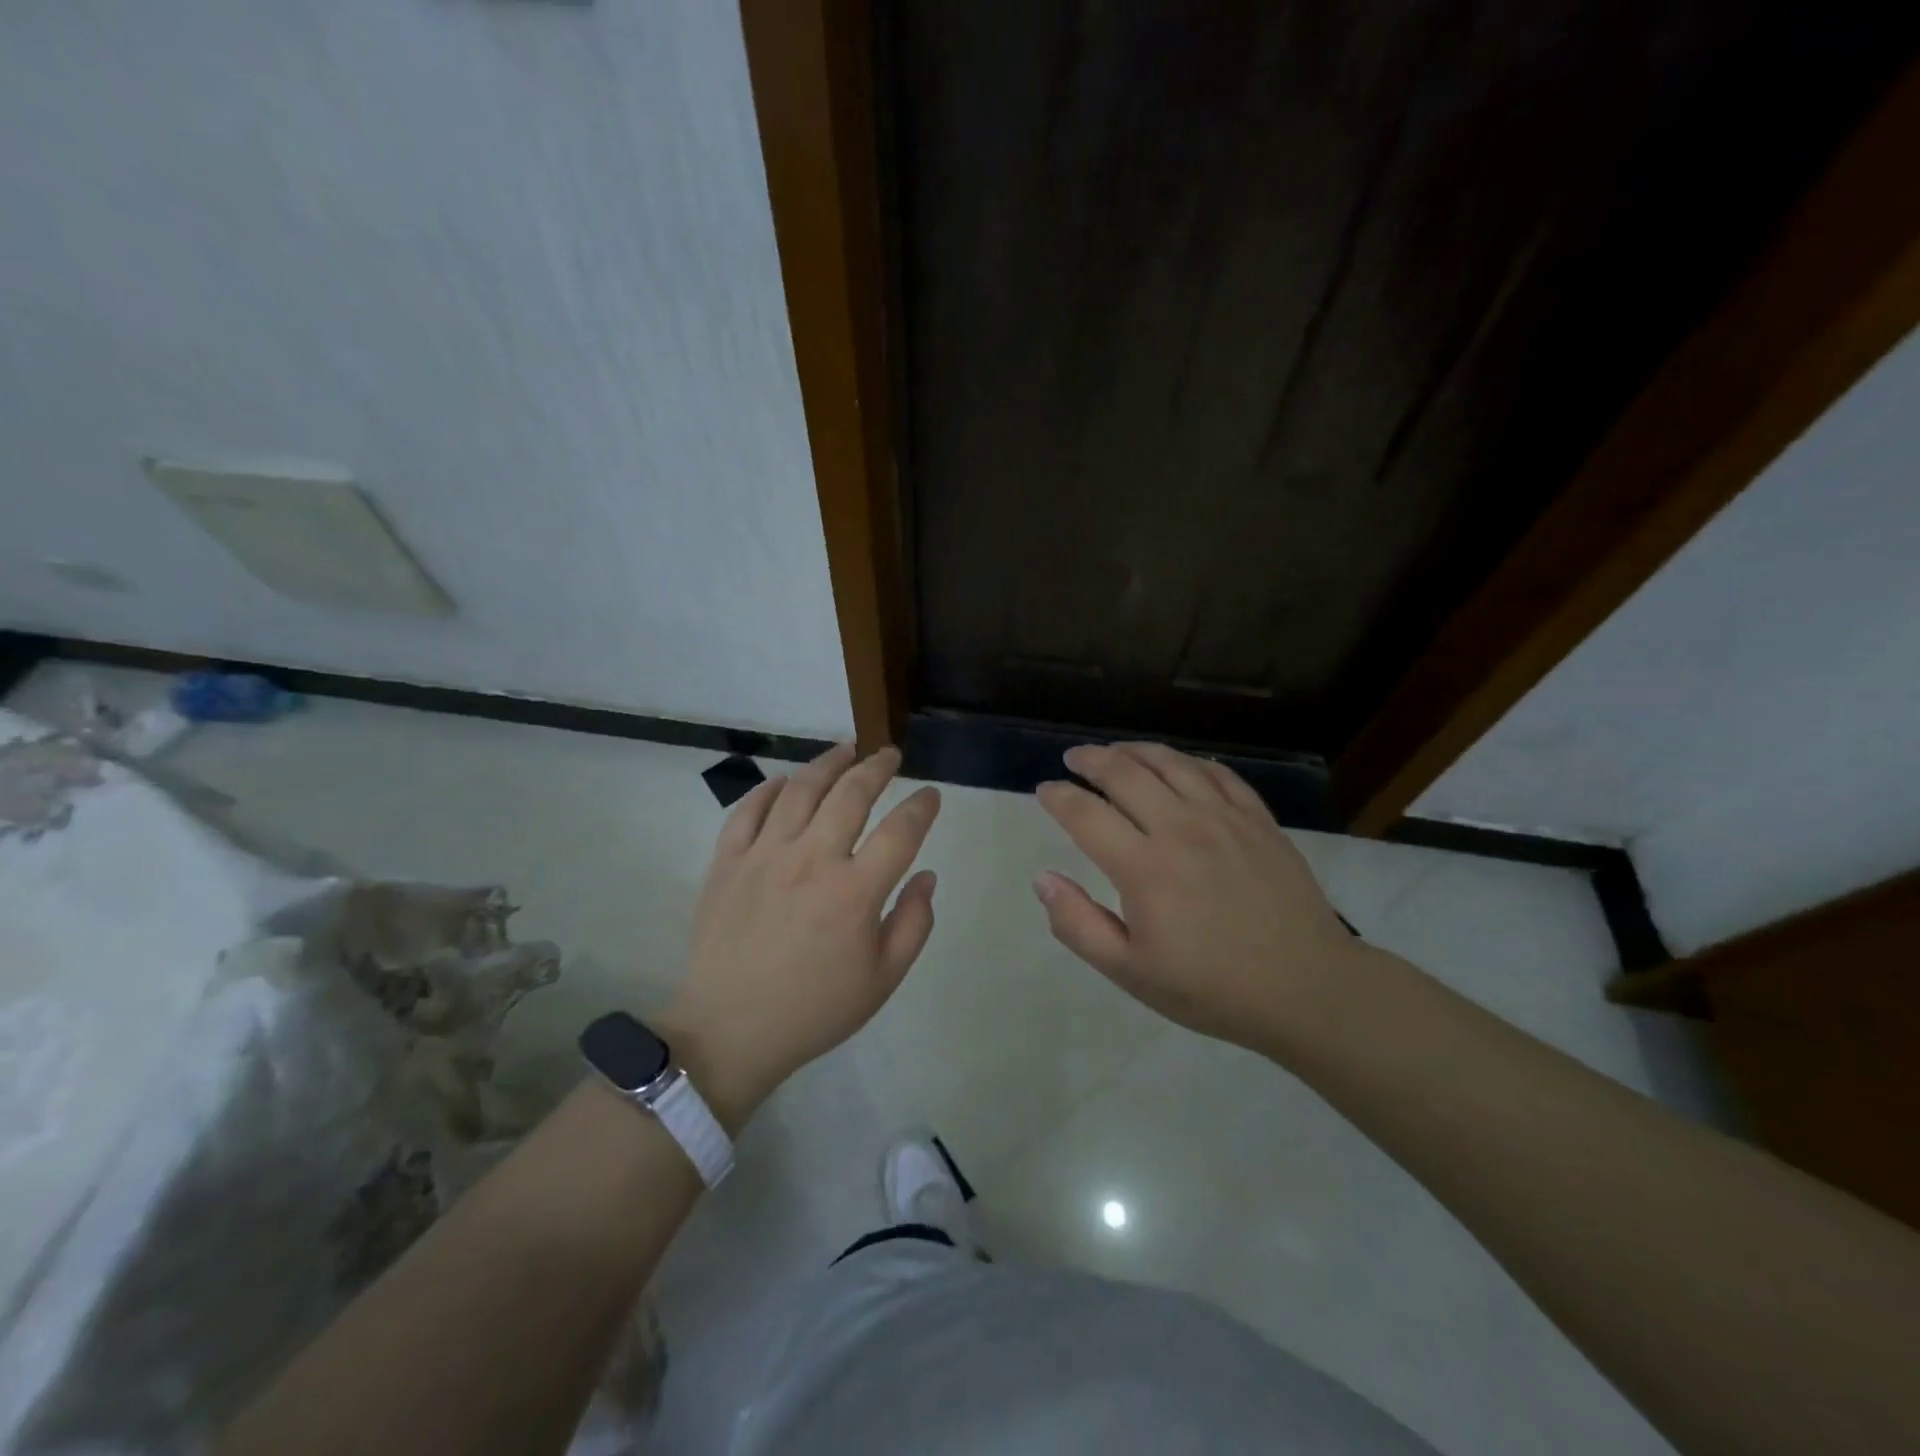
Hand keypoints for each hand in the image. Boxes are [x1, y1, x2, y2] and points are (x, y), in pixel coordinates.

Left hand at [661, 744, 940, 1126]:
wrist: (730, 1031)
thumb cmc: (814, 1009)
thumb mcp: (883, 980)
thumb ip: (914, 923)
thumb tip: (926, 875)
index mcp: (854, 892)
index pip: (900, 831)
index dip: (922, 806)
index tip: (930, 795)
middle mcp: (811, 860)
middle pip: (850, 794)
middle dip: (876, 766)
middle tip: (889, 755)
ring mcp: (764, 856)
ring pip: (800, 789)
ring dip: (828, 763)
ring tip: (845, 750)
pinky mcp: (727, 861)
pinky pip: (748, 810)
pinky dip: (769, 788)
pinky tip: (785, 782)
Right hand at [1034, 742, 1356, 1055]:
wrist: (1306, 989)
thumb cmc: (1210, 987)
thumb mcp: (1130, 972)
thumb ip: (1078, 924)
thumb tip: (1042, 879)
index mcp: (1143, 867)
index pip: (1085, 814)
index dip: (1058, 797)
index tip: (1044, 790)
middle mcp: (1179, 828)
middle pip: (1124, 774)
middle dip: (1090, 760)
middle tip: (1073, 759)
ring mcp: (1224, 818)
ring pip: (1170, 763)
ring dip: (1135, 750)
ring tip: (1116, 751)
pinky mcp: (1258, 820)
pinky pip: (1218, 774)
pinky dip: (1189, 762)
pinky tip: (1178, 765)